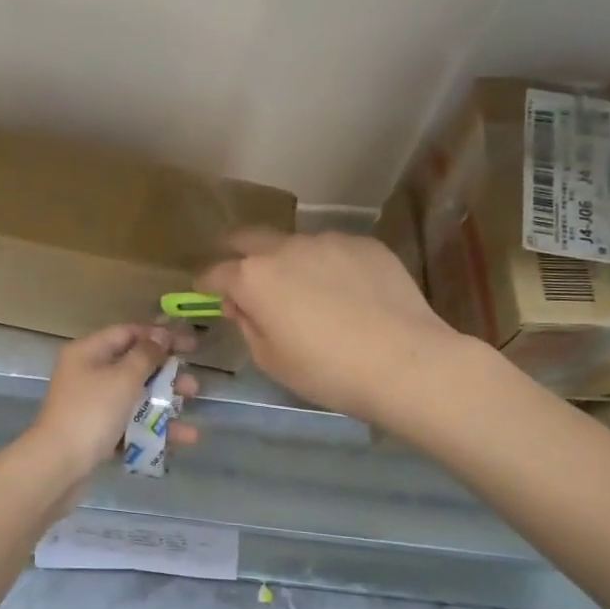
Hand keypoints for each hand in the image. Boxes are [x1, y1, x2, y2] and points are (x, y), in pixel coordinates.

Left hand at [21, 324, 200, 482]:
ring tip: (191, 415)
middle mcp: (88, 375)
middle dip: (166, 376)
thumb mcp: (123, 378)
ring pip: (134, 399)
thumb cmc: (92, 412)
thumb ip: (146, 355)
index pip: (127, 333)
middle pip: (133, 367)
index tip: (191, 345)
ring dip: (165, 405)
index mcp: (88, 352)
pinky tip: (181, 440)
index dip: (160, 336)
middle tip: (193, 386)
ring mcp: (91, 406)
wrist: (58, 466)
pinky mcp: (96, 434)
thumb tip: (160, 336)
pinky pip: (130, 425)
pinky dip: (153, 430)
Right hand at [198, 229, 467, 422]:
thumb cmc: (326, 371)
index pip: (216, 272)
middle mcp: (286, 248)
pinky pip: (334, 251)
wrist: (404, 362)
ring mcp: (329, 241)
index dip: (206, 282)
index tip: (205, 289)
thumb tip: (242, 304)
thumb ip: (247, 325)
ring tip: (305, 288)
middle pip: (249, 238)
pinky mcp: (365, 244)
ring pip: (296, 244)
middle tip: (241, 271)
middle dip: (237, 252)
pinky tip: (346, 292)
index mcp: (254, 278)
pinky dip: (328, 266)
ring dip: (288, 261)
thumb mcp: (271, 360)